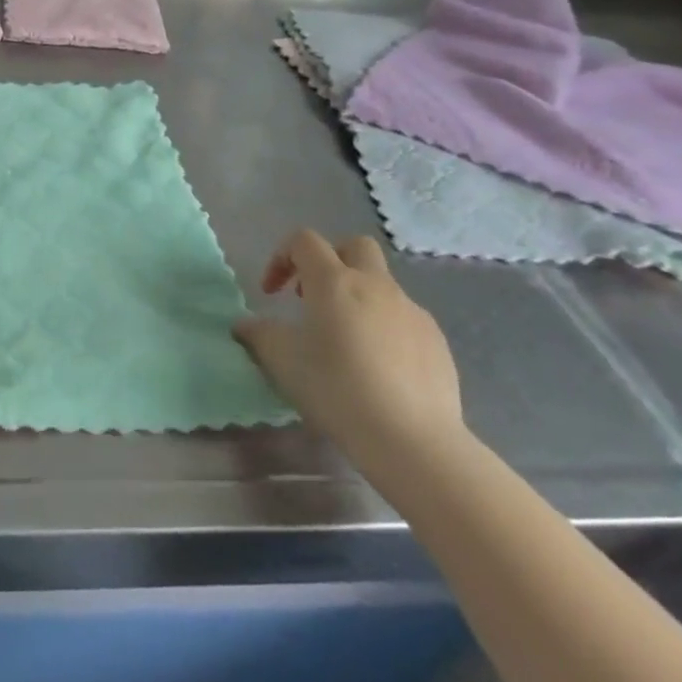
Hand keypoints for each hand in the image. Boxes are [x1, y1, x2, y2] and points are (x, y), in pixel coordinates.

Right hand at [232, 230, 464, 467]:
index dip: (281, 258)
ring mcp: (412, 312)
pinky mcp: (437, 341)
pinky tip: (378, 367)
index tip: (272, 294)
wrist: (413, 441)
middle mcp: (375, 285)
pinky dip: (385, 328)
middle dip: (330, 260)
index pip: (304, 241)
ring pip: (381, 284)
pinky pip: (404, 318)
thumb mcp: (282, 361)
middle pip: (353, 246)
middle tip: (314, 295)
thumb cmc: (337, 389)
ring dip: (358, 298)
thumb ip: (258, 334)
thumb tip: (245, 324)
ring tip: (345, 341)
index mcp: (334, 281)